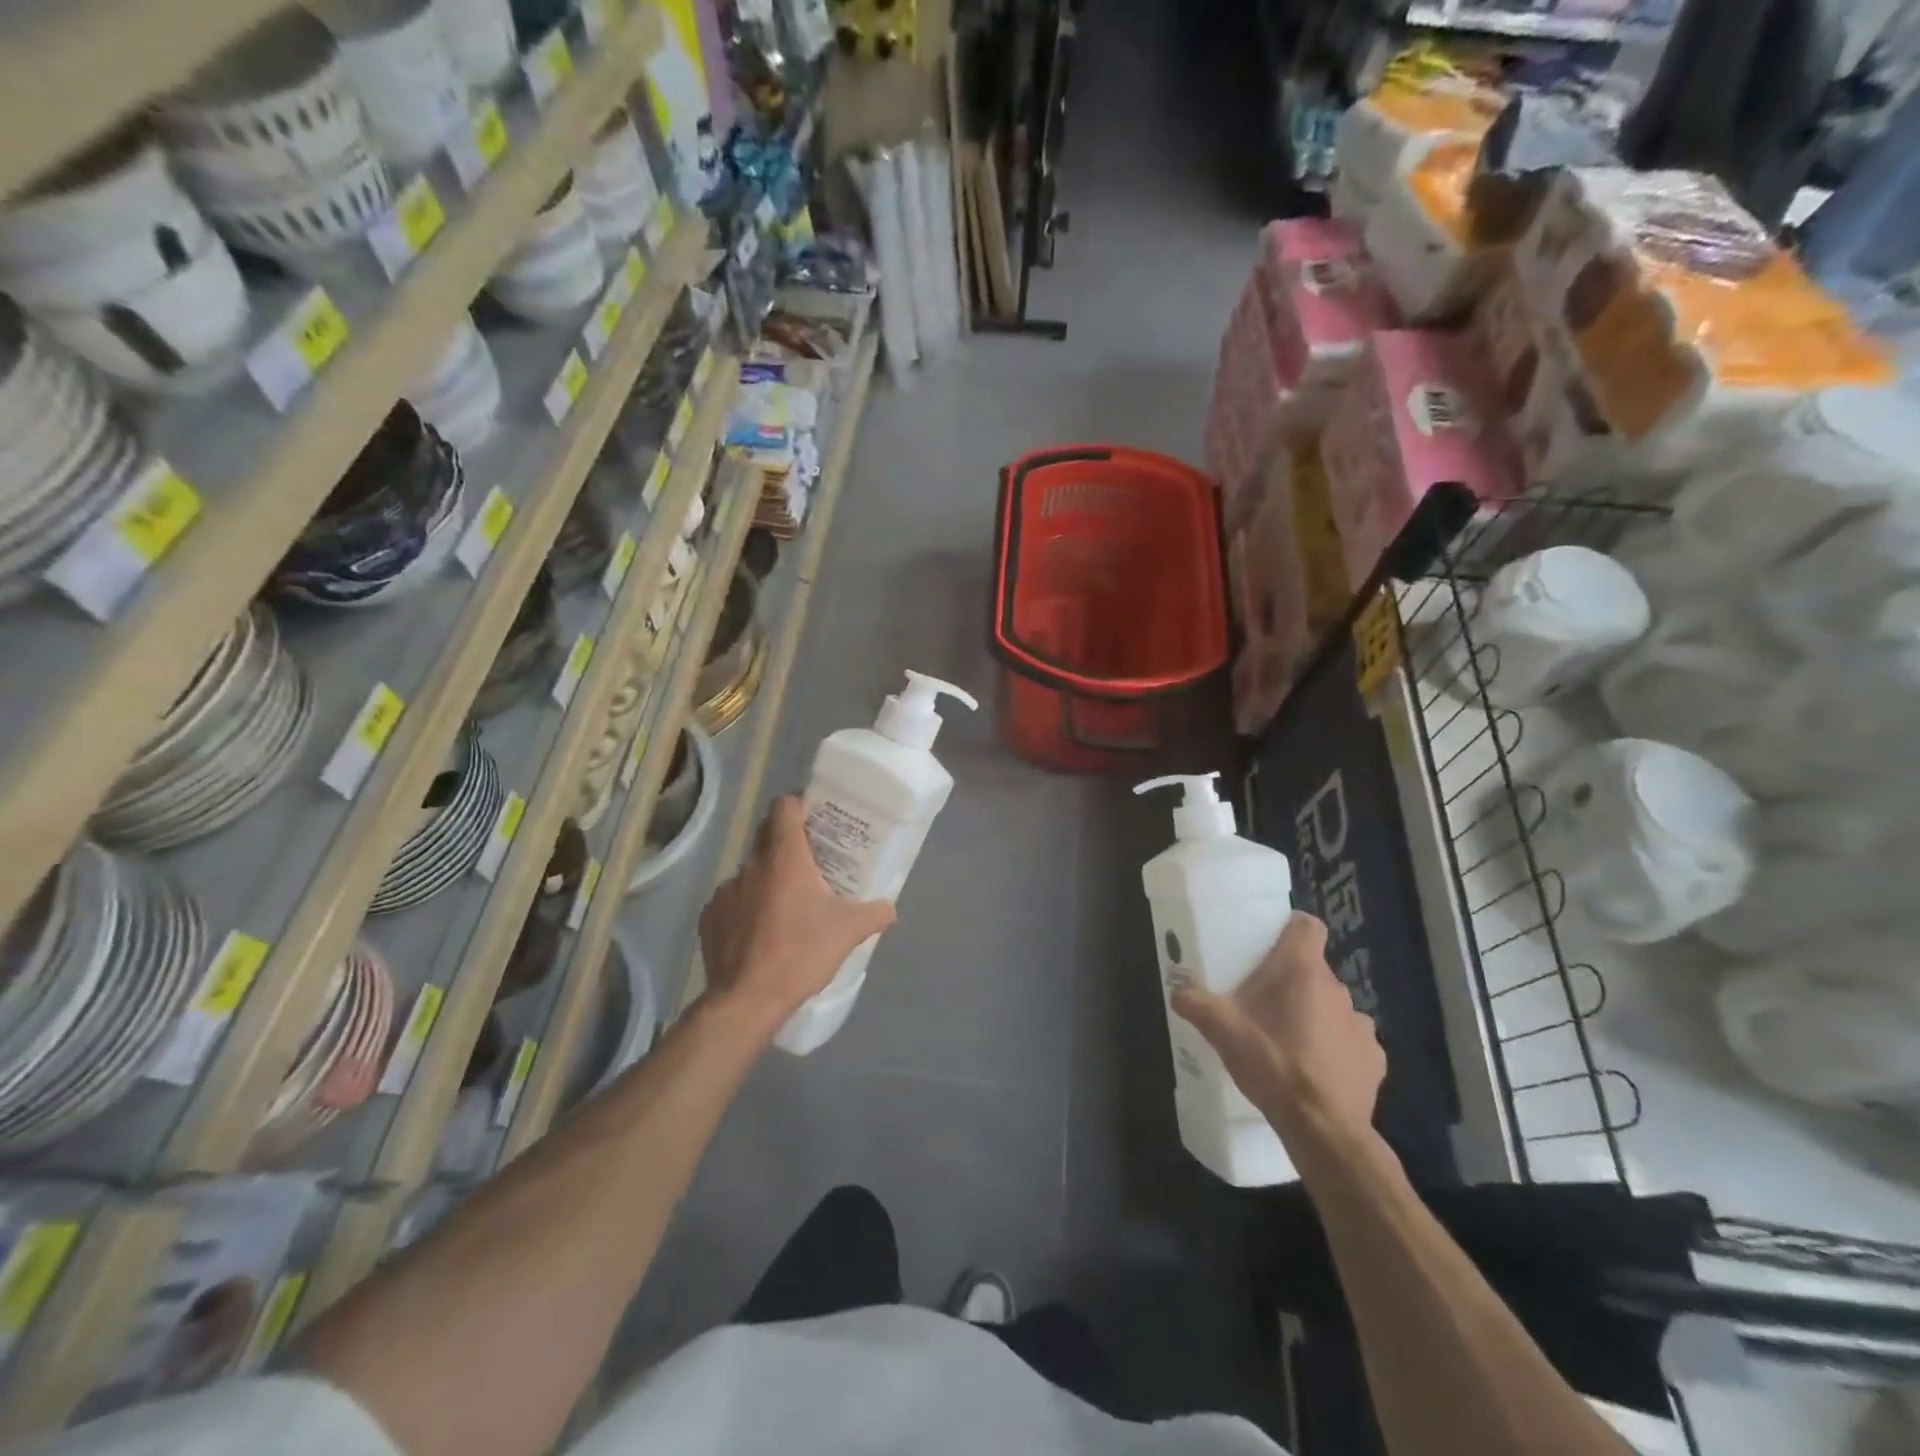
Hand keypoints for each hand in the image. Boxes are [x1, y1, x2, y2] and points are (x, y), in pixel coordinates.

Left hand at [699, 796, 895, 1032]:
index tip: (814, 816)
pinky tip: (759, 934)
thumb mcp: (849, 931)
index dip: (798, 804)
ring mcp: (725, 891)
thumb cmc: (801, 952)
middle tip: (810, 862)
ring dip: (766, 881)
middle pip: (766, 836)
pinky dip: (746, 910)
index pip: (784, 807)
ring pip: (750, 873)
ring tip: (784, 908)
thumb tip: (890, 907)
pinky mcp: (709, 918)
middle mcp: (751, 866)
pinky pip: (732, 902)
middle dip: (786, 842)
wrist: (747, 999)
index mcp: (785, 857)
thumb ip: (875, 913)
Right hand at [1172, 913, 1383, 1139]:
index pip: (1308, 926)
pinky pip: (1352, 1042)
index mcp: (1301, 970)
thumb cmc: (1271, 1063)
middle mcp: (1337, 989)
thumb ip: (1196, 1004)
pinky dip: (1336, 1049)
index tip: (1272, 942)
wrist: (1322, 1127)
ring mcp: (1361, 1024)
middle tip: (1264, 1004)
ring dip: (1316, 1016)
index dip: (1292, 928)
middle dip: (1292, 982)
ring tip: (1291, 1042)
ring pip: (1333, 1007)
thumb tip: (1178, 992)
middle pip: (1314, 970)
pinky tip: (1317, 1071)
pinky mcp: (1374, 1059)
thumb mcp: (1221, 1031)